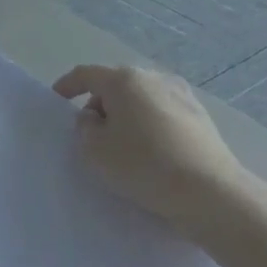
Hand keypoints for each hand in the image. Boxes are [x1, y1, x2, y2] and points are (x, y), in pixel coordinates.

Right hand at [54, 64, 264, 244]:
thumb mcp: (95, 150)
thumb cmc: (143, 165)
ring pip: (141, 98)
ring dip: (126, 115)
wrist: (209, 191)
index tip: (57, 101)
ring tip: (122, 144)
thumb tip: (94, 117)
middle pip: (115, 84)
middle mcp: (153, 77)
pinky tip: (150, 151)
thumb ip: (84, 128)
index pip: (85, 74)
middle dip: (99, 104)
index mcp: (124, 79)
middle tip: (91, 133)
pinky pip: (162, 113)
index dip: (67, 86)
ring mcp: (181, 94)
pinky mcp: (200, 115)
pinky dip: (149, 124)